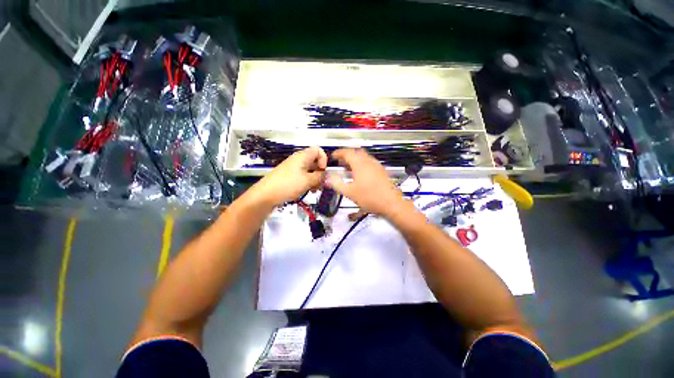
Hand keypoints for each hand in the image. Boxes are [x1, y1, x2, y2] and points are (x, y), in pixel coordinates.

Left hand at [247, 147, 327, 207]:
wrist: (266, 195)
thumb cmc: (288, 184)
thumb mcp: (308, 181)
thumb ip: (320, 177)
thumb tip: (327, 175)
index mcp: (303, 157)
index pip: (318, 150)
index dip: (324, 159)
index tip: (323, 171)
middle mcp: (298, 160)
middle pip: (314, 161)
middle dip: (320, 172)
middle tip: (321, 183)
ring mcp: (293, 168)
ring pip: (309, 170)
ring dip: (315, 179)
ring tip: (315, 189)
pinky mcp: (290, 176)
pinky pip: (303, 176)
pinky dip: (308, 182)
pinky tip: (308, 190)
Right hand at [325, 149, 404, 216]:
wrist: (391, 203)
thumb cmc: (369, 197)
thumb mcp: (349, 192)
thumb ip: (337, 184)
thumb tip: (327, 178)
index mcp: (360, 164)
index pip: (347, 152)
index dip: (339, 153)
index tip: (333, 156)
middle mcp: (369, 161)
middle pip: (356, 152)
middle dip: (347, 155)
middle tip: (340, 162)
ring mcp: (377, 165)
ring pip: (364, 157)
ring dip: (355, 159)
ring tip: (349, 168)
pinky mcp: (381, 171)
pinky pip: (369, 162)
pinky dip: (362, 164)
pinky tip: (360, 174)